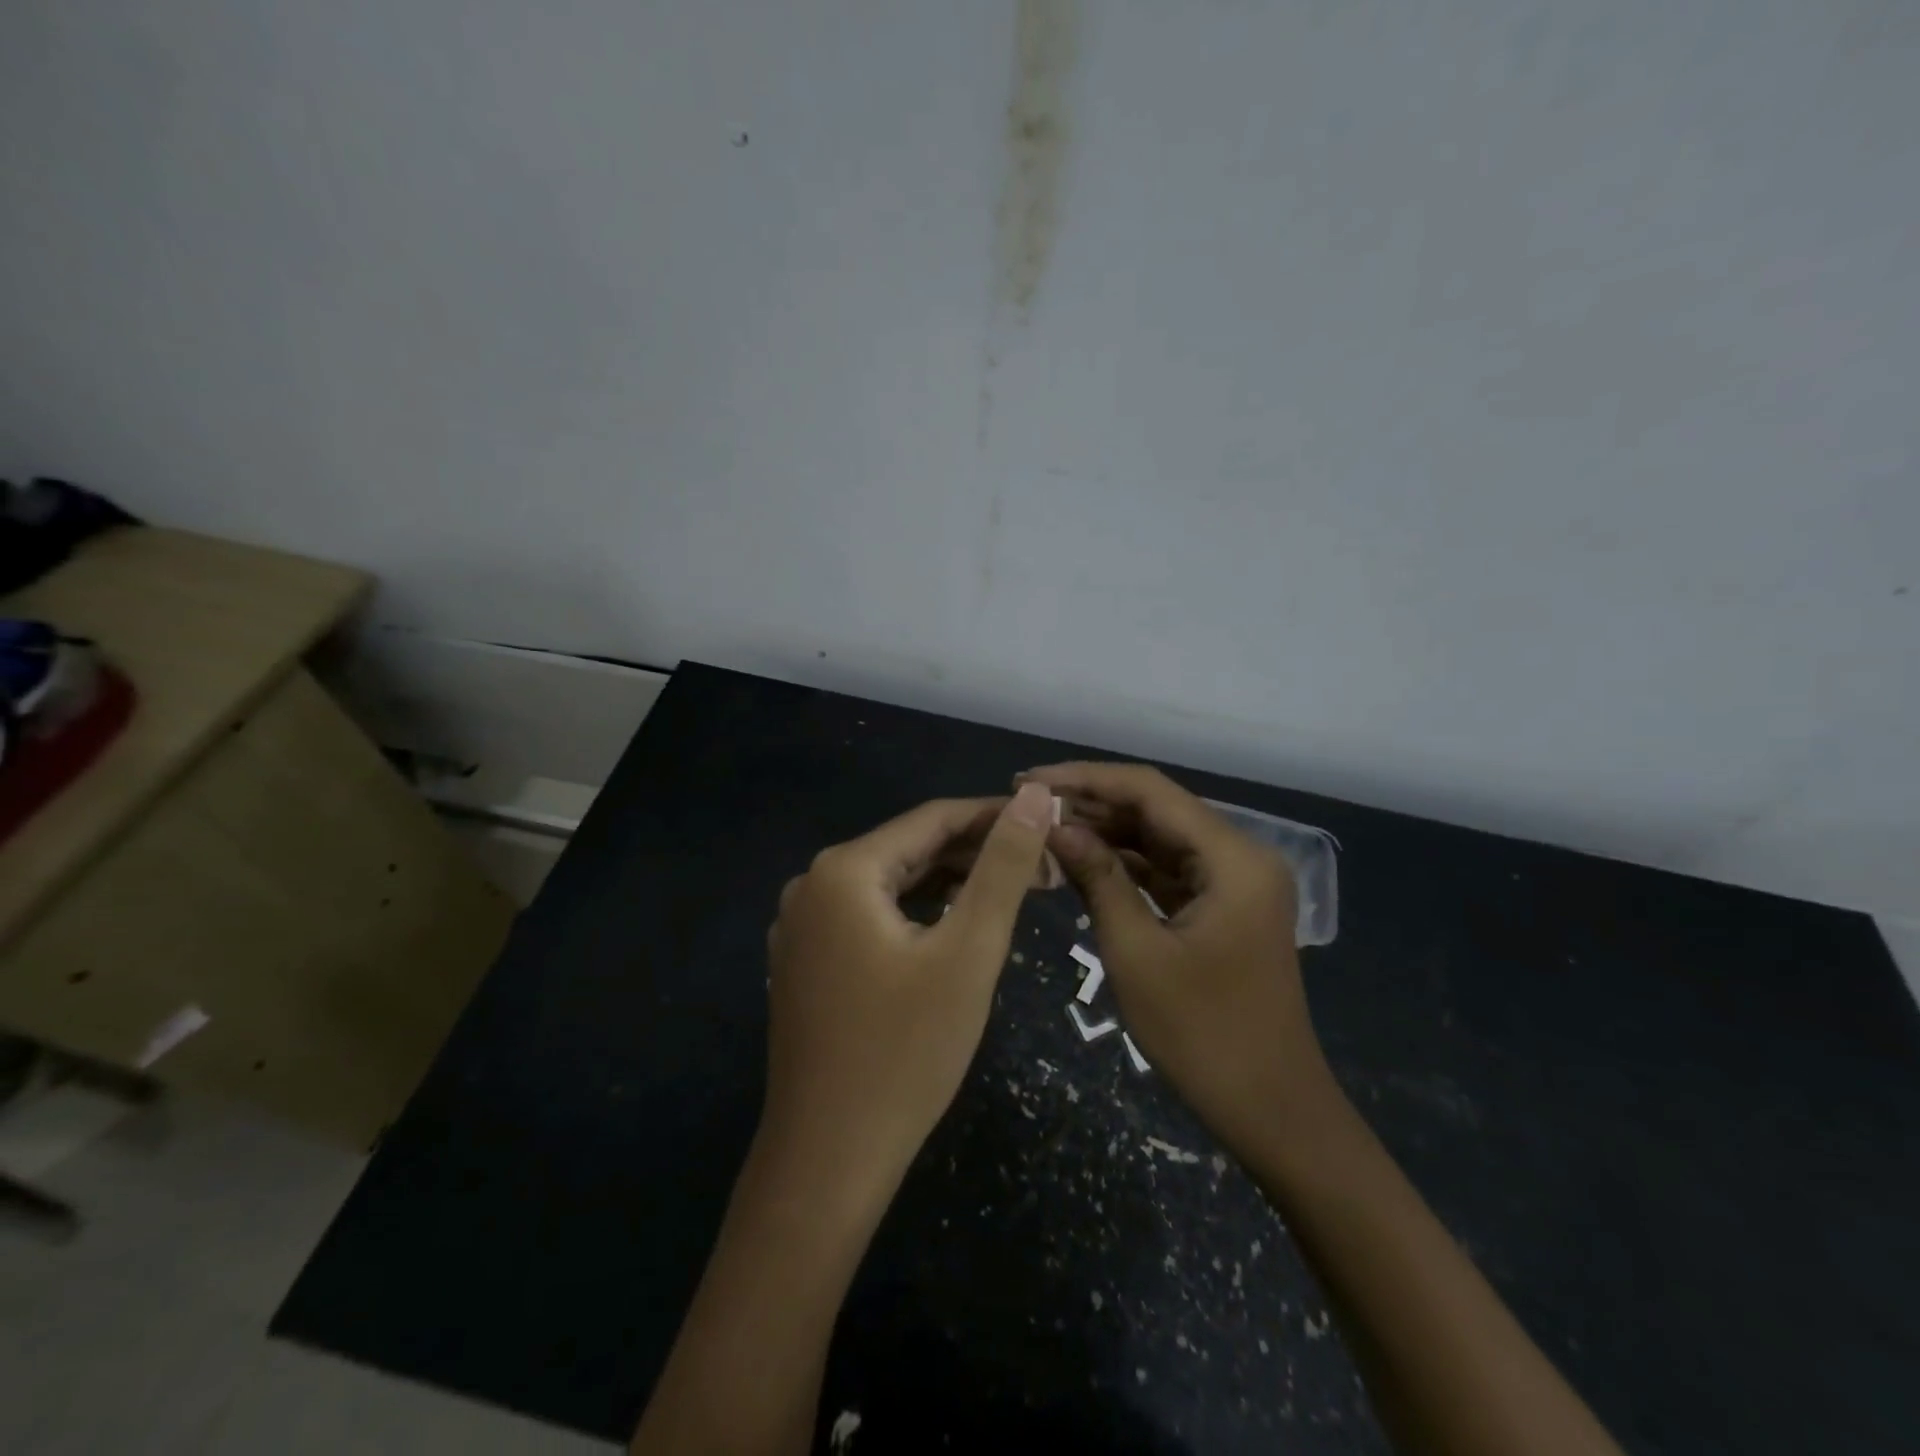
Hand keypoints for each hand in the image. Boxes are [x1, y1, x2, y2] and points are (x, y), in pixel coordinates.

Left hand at [759, 783, 1054, 1208]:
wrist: (828, 1160)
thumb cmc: (906, 1052)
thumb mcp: (968, 951)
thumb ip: (1002, 866)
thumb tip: (1034, 794)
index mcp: (844, 870)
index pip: (933, 820)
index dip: (995, 817)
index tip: (1049, 824)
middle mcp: (812, 885)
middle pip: (910, 850)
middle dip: (977, 855)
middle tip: (1044, 870)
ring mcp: (800, 926)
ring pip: (890, 885)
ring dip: (949, 885)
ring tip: (1012, 893)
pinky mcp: (804, 961)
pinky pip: (869, 917)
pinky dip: (915, 915)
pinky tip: (953, 926)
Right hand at [1020, 762, 1337, 1157]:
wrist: (1271, 1111)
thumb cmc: (1203, 1035)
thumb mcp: (1137, 953)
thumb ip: (1098, 877)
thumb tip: (1053, 825)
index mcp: (1233, 858)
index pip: (1150, 791)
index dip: (1086, 779)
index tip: (1029, 781)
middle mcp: (1239, 856)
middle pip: (1156, 809)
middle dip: (1091, 804)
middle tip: (1027, 806)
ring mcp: (1233, 882)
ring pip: (1158, 838)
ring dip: (1105, 833)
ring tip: (1043, 829)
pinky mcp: (1222, 906)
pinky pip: (1166, 870)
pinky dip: (1125, 865)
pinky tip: (1080, 861)